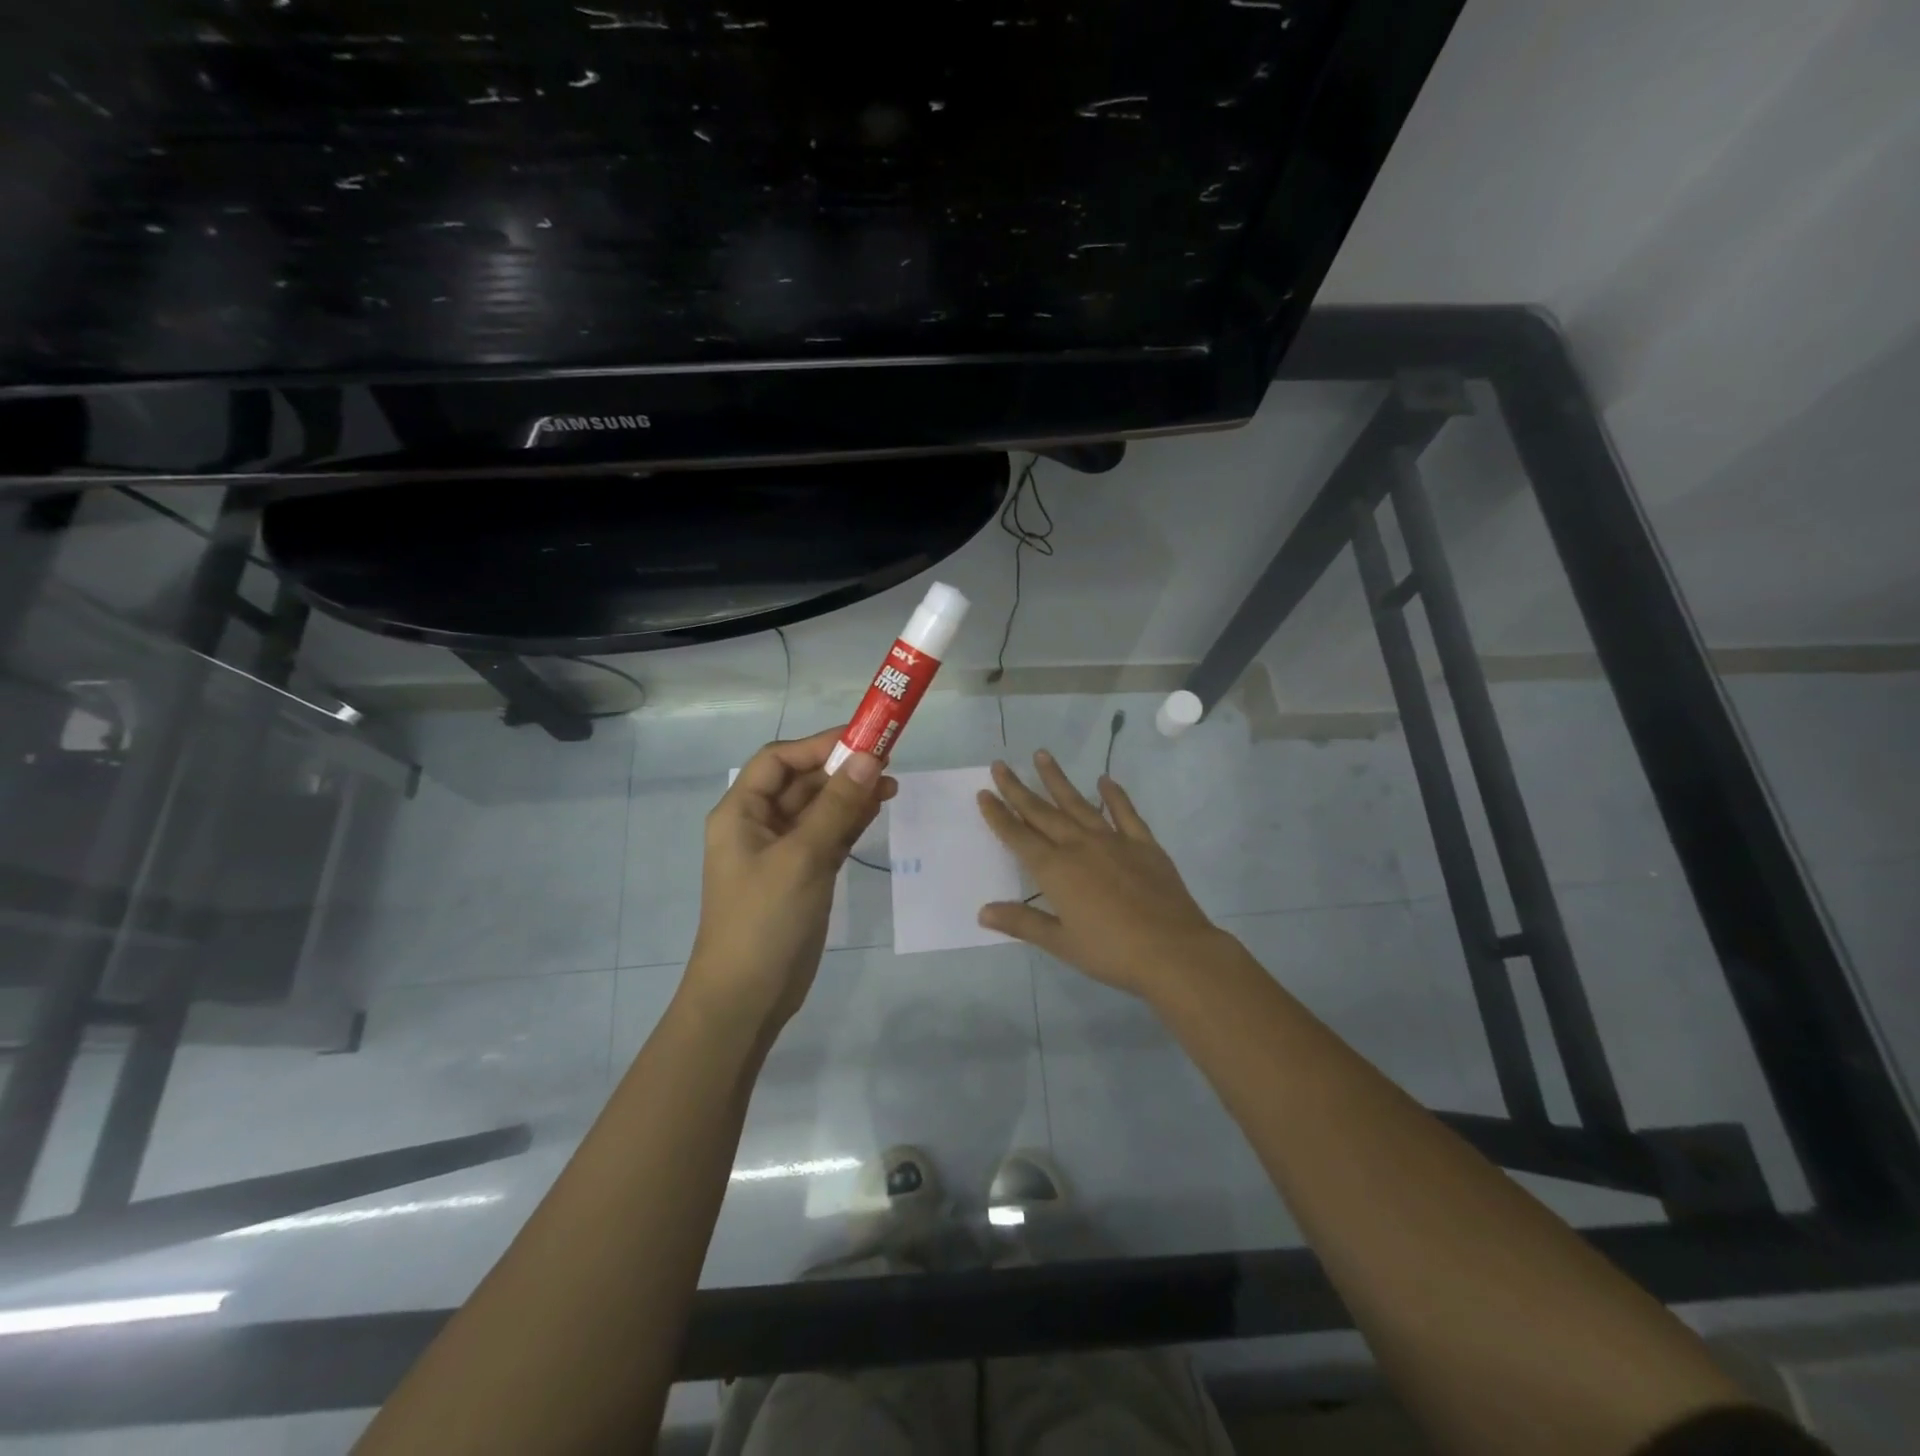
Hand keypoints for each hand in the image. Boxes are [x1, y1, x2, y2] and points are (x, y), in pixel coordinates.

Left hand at [686, 728, 895, 1030]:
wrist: (747, 998)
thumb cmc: (764, 920)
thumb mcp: (802, 857)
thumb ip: (837, 806)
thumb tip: (870, 757)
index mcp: (741, 812)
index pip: (778, 760)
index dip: (818, 745)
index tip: (863, 740)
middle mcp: (758, 825)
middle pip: (801, 782)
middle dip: (841, 770)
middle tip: (888, 762)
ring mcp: (782, 852)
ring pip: (819, 809)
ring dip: (850, 795)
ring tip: (891, 786)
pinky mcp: (802, 875)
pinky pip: (828, 836)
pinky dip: (850, 822)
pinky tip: (877, 811)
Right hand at [976, 751, 1232, 1001]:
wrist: (1172, 950)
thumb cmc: (1111, 952)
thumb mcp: (1061, 943)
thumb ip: (1022, 923)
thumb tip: (983, 912)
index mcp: (1055, 870)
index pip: (1018, 836)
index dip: (999, 815)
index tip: (984, 793)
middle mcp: (1079, 846)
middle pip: (1042, 812)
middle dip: (1018, 789)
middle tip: (1001, 764)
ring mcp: (1113, 841)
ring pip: (1078, 803)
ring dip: (1057, 780)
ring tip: (1042, 755)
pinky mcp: (1143, 844)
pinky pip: (1124, 812)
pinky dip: (1114, 795)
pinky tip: (1105, 780)